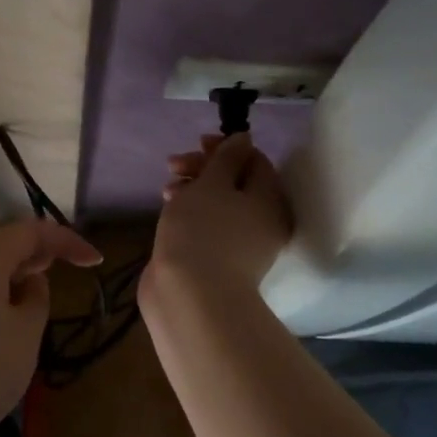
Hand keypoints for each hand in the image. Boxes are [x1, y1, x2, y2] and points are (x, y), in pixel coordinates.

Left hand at [0, 220, 101, 436]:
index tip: (94, 260)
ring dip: (15, 275)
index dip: (66, 240)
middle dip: (38, 253)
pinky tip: (3, 322)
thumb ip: (36, 300)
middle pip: (2, 245)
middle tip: (68, 268)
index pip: (30, 231)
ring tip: (38, 295)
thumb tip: (30, 283)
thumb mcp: (25, 336)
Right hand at [143, 133, 292, 317]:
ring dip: (193, 188)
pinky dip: (191, 212)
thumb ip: (227, 158)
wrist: (190, 298)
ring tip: (166, 189)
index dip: (226, 146)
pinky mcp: (219, 260)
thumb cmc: (202, 231)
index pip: (255, 160)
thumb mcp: (212, 184)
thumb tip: (244, 138)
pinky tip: (169, 210)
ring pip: (219, 203)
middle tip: (173, 164)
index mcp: (270, 200)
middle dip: (204, 167)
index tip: (197, 143)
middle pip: (237, 181)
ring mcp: (241, 244)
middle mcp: (263, 221)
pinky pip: (209, 225)